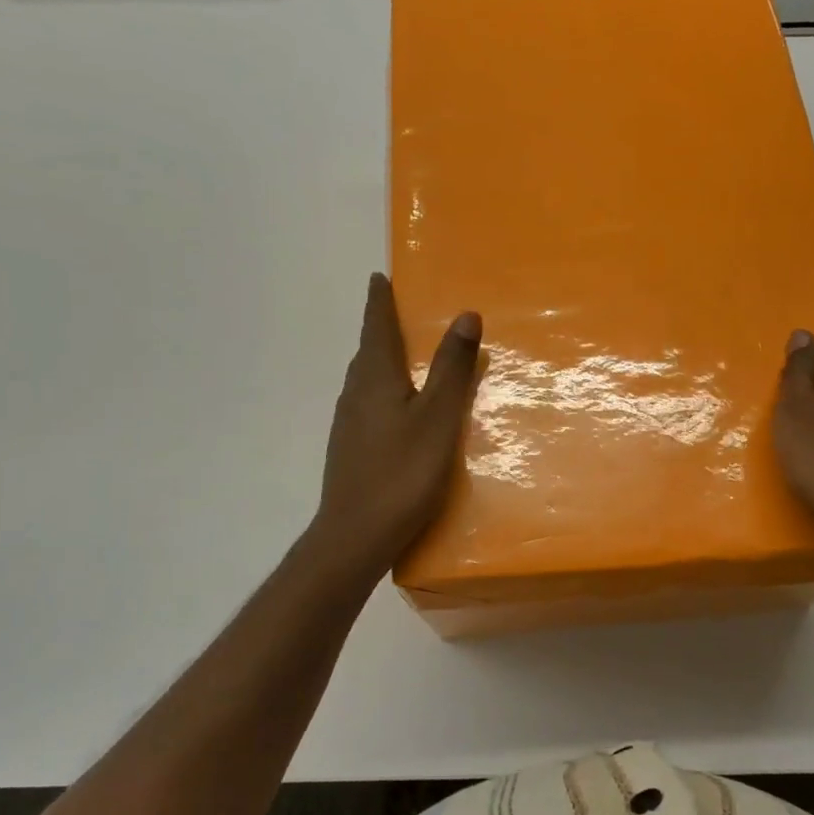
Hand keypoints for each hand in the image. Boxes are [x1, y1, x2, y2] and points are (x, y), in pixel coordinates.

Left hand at [315, 273, 481, 566]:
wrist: (355, 536)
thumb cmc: (402, 473)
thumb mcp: (438, 418)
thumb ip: (452, 368)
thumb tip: (465, 315)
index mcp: (376, 379)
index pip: (377, 328)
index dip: (380, 302)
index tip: (378, 278)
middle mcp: (355, 394)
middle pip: (368, 352)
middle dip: (381, 329)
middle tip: (397, 313)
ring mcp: (348, 424)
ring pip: (365, 380)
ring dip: (380, 361)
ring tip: (402, 356)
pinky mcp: (350, 449)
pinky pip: (367, 404)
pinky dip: (382, 391)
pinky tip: (396, 410)